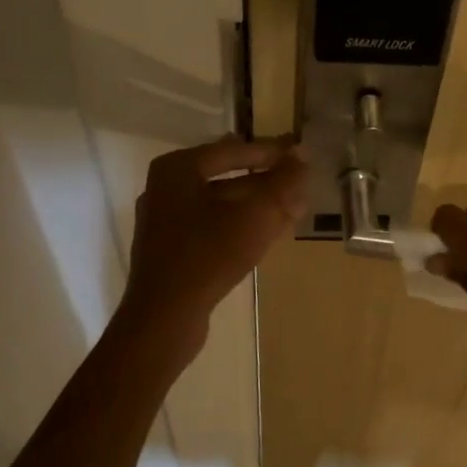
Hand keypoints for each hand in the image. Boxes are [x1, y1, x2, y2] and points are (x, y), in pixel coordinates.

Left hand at [121, 136, 307, 346]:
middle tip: (300, 182)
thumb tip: (302, 156)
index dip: (272, 152)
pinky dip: (242, 224)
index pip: (234, 149)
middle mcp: (166, 188)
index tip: (301, 155)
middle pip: (227, 176)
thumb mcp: (256, 215)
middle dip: (267, 180)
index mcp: (178, 169)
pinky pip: (213, 226)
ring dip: (258, 204)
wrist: (165, 316)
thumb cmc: (209, 254)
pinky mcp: (172, 250)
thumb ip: (283, 183)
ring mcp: (166, 221)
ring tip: (294, 208)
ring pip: (222, 203)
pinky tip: (270, 232)